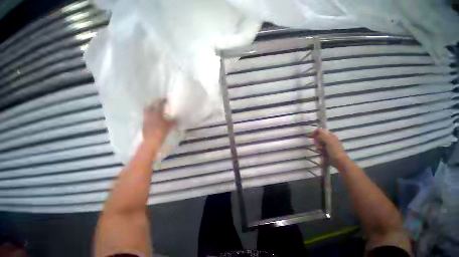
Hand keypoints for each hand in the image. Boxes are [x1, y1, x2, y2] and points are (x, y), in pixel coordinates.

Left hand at [143, 99, 174, 145]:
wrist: (151, 140)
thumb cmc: (162, 131)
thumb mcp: (170, 125)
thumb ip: (173, 121)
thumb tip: (176, 118)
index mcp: (157, 112)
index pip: (160, 104)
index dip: (163, 101)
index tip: (166, 99)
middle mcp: (150, 113)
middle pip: (151, 105)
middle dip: (155, 103)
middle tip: (159, 103)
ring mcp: (145, 118)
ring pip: (147, 111)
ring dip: (151, 108)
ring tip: (156, 109)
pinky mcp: (144, 124)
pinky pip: (147, 116)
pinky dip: (150, 115)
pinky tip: (154, 117)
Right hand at [308, 128, 348, 167]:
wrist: (339, 162)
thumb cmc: (334, 151)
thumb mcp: (328, 141)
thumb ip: (322, 135)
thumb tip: (318, 129)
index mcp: (331, 136)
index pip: (321, 131)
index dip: (315, 132)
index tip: (310, 136)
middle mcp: (329, 140)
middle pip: (318, 137)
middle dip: (317, 141)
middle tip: (318, 145)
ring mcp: (328, 146)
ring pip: (318, 143)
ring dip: (318, 147)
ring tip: (321, 151)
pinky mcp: (326, 151)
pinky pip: (320, 149)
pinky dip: (319, 150)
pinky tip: (321, 153)